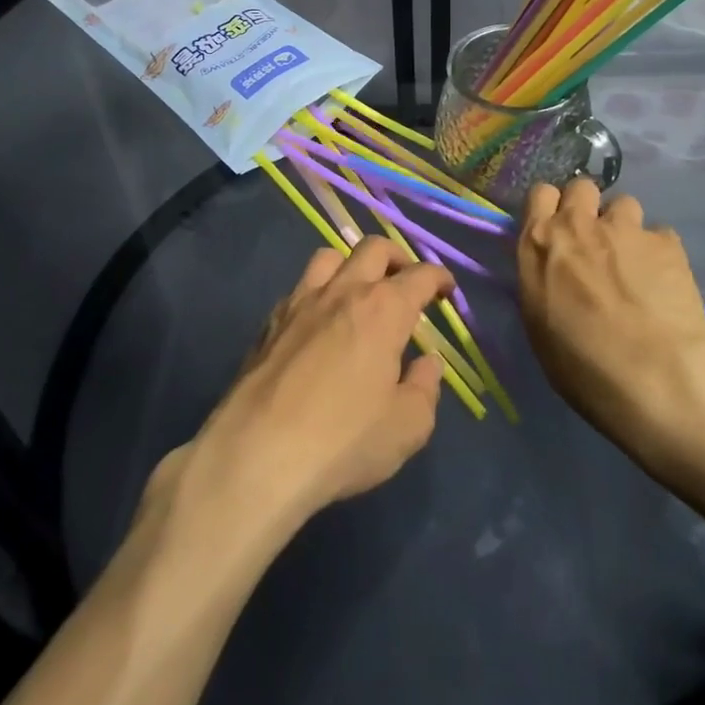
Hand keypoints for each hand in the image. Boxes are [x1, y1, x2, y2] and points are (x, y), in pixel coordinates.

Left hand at [165, 238, 451, 534]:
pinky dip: (318, 292)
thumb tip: (428, 362)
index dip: (439, 278)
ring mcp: (301, 302)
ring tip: (359, 291)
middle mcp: (343, 292)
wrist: (257, 455)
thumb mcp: (407, 427)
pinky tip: (319, 322)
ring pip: (329, 257)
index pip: (420, 275)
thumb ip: (425, 388)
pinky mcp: (270, 322)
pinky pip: (299, 288)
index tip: (446, 289)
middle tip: (405, 281)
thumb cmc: (343, 441)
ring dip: (351, 265)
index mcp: (383, 309)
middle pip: (373, 249)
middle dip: (397, 257)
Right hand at [516, 178, 704, 446]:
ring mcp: (625, 228)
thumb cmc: (582, 365)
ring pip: (624, 204)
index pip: (539, 194)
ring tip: (635, 261)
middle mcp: (578, 224)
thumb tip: (555, 274)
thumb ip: (544, 281)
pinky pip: (660, 235)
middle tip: (595, 240)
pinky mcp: (666, 242)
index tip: (558, 229)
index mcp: (539, 243)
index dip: (551, 208)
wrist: (654, 377)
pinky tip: (665, 282)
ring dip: (625, 227)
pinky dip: (660, 253)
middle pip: (582, 187)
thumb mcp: (539, 324)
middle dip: (588, 206)